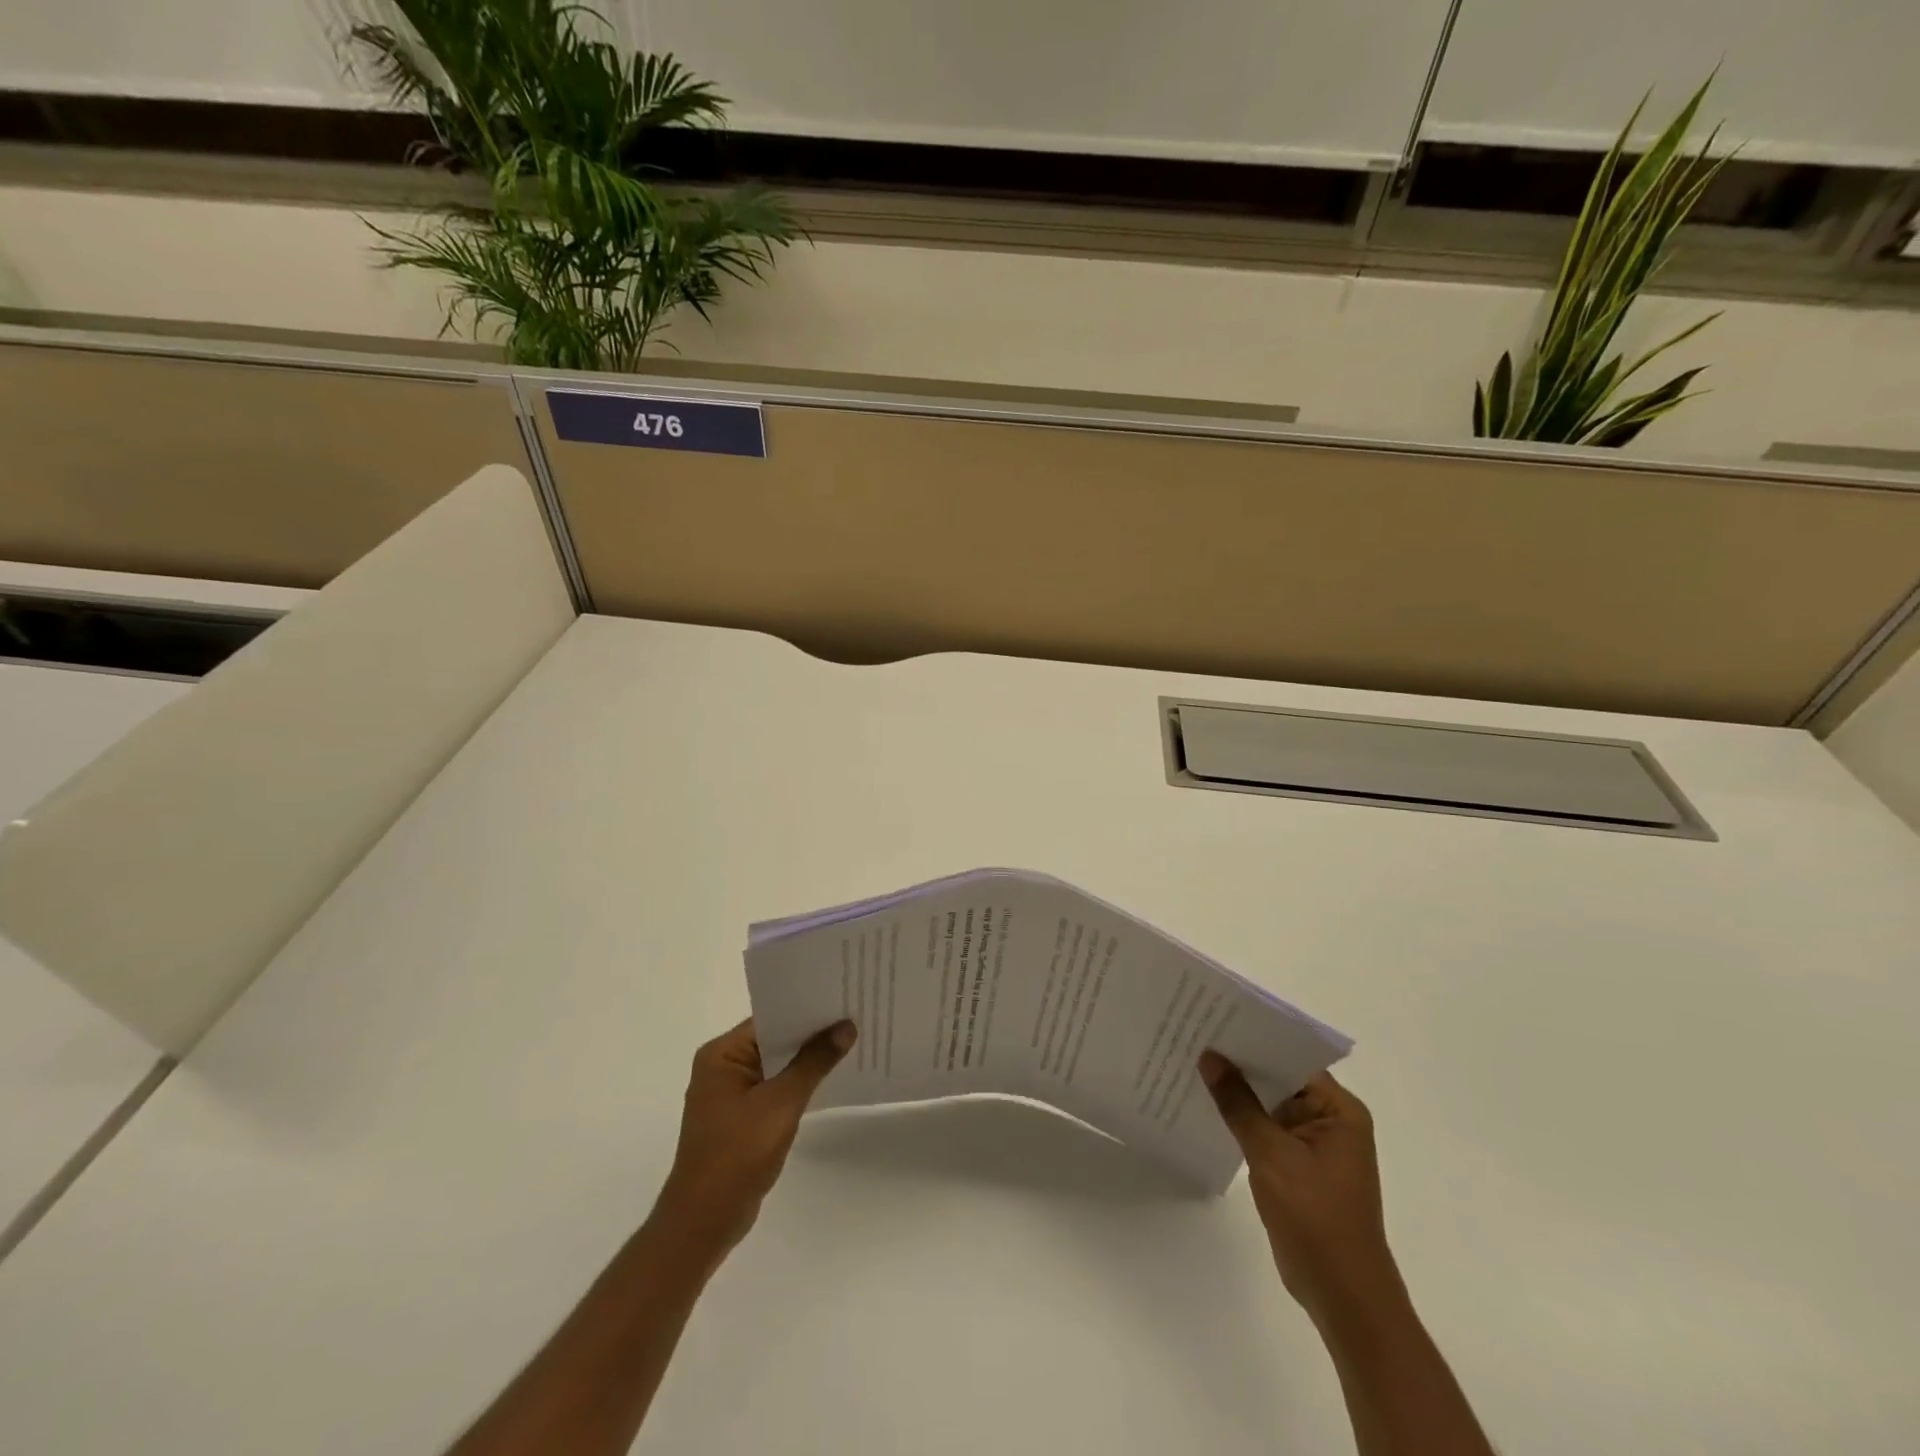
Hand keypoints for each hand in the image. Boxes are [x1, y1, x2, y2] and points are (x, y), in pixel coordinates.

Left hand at [652, 1018, 854, 1261]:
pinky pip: (773, 1086)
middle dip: (810, 1033)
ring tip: (849, 1043)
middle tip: (853, 1017)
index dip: (806, 1010)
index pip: (770, 1018)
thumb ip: (814, 1062)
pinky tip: (827, 1079)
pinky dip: (796, 1083)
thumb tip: (845, 1026)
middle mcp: (721, 1066)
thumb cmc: (737, 1155)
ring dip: (806, 1059)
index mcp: (721, 1054)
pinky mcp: (739, 1116)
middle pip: (773, 1038)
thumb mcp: (781, 1103)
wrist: (704, 1223)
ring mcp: (728, 1093)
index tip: (842, 1000)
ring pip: (775, 1064)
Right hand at [1198, 1054, 1404, 1328]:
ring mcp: (1316, 1146)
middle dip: (1241, 1065)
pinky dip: (1243, 1121)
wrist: (1343, 1296)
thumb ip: (1239, 1104)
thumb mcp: (1272, 1154)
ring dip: (1239, 1094)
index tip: (1214, 1022)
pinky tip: (1208, 1109)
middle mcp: (1332, 1121)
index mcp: (1339, 1110)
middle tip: (1195, 1039)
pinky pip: (1268, 1131)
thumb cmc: (1316, 1218)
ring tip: (1193, 1066)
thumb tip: (1210, 1057)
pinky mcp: (1300, 1167)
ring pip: (1270, 1106)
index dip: (1254, 1040)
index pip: (1292, 1059)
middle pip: (1280, 1080)